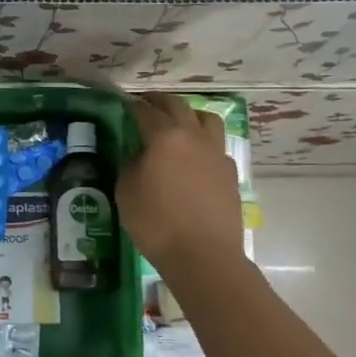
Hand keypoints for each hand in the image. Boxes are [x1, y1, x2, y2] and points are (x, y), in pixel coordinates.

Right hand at [120, 94, 244, 279]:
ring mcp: (216, 154)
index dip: (133, 106)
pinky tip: (194, 157)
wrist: (204, 256)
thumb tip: (138, 154)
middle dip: (160, 101)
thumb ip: (130, 165)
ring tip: (179, 122)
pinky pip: (216, 146)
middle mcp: (194, 137)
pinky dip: (203, 142)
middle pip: (178, 106)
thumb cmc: (157, 224)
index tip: (125, 103)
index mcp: (166, 137)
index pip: (146, 112)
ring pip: (206, 119)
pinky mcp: (230, 173)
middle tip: (147, 103)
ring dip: (190, 114)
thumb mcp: (127, 193)